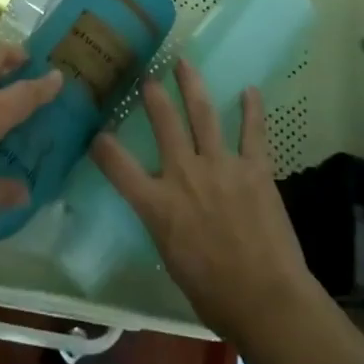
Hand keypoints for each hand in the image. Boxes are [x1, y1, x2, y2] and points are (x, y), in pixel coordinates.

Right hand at [90, 60, 319, 343]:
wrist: (266, 301)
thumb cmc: (213, 295)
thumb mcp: (171, 259)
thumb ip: (164, 223)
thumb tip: (164, 208)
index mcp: (158, 205)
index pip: (118, 166)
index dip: (103, 147)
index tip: (97, 133)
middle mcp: (184, 175)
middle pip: (164, 123)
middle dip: (153, 96)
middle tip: (147, 76)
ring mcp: (221, 166)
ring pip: (202, 114)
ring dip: (192, 86)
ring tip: (184, 63)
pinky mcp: (254, 169)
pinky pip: (252, 132)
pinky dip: (251, 109)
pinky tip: (249, 90)